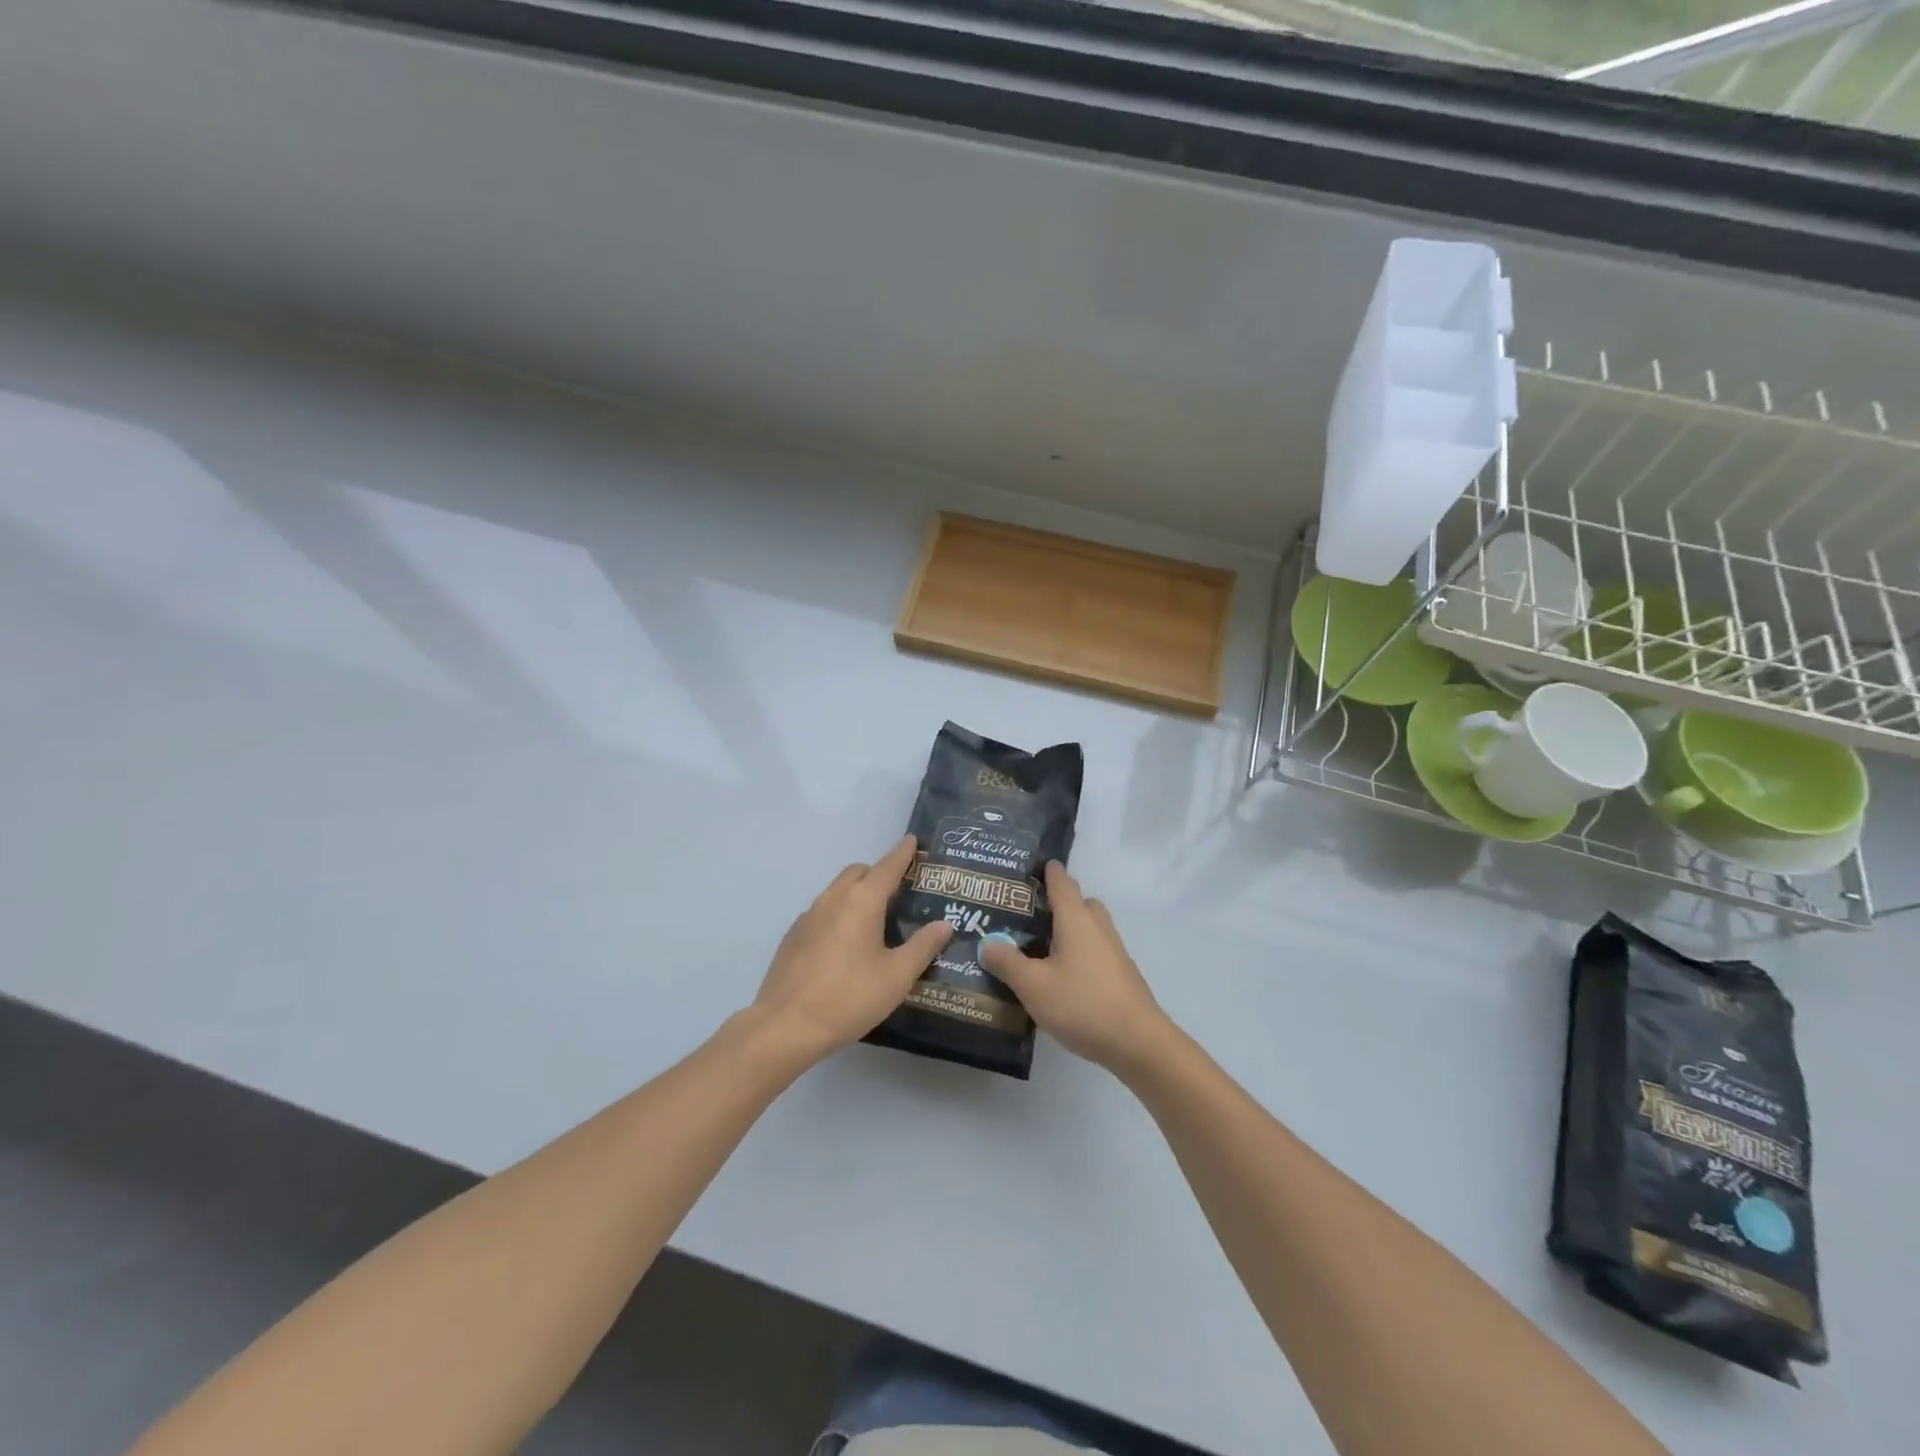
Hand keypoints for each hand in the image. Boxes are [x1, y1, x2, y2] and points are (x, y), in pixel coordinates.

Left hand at [750, 835, 952, 1063]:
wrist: (786, 1026)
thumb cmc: (849, 997)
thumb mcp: (897, 976)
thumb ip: (923, 946)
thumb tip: (945, 923)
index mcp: (862, 901)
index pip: (888, 866)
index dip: (903, 853)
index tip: (913, 840)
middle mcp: (833, 899)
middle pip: (859, 872)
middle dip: (879, 873)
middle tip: (899, 893)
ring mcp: (808, 916)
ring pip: (837, 890)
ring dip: (857, 893)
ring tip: (875, 920)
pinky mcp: (793, 936)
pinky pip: (822, 911)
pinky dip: (839, 913)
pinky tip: (845, 945)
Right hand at [979, 863, 1172, 1073]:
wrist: (1138, 1043)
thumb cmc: (1082, 1004)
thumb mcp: (1033, 985)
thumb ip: (1007, 962)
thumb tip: (986, 941)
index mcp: (1076, 919)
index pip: (1062, 882)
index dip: (1048, 871)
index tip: (1031, 866)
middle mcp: (1098, 927)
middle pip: (1079, 902)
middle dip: (1058, 902)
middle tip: (1028, 914)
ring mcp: (1114, 951)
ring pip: (1089, 928)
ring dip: (1068, 930)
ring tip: (1039, 947)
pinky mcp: (1120, 974)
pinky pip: (1095, 950)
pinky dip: (1078, 952)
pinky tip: (1060, 976)